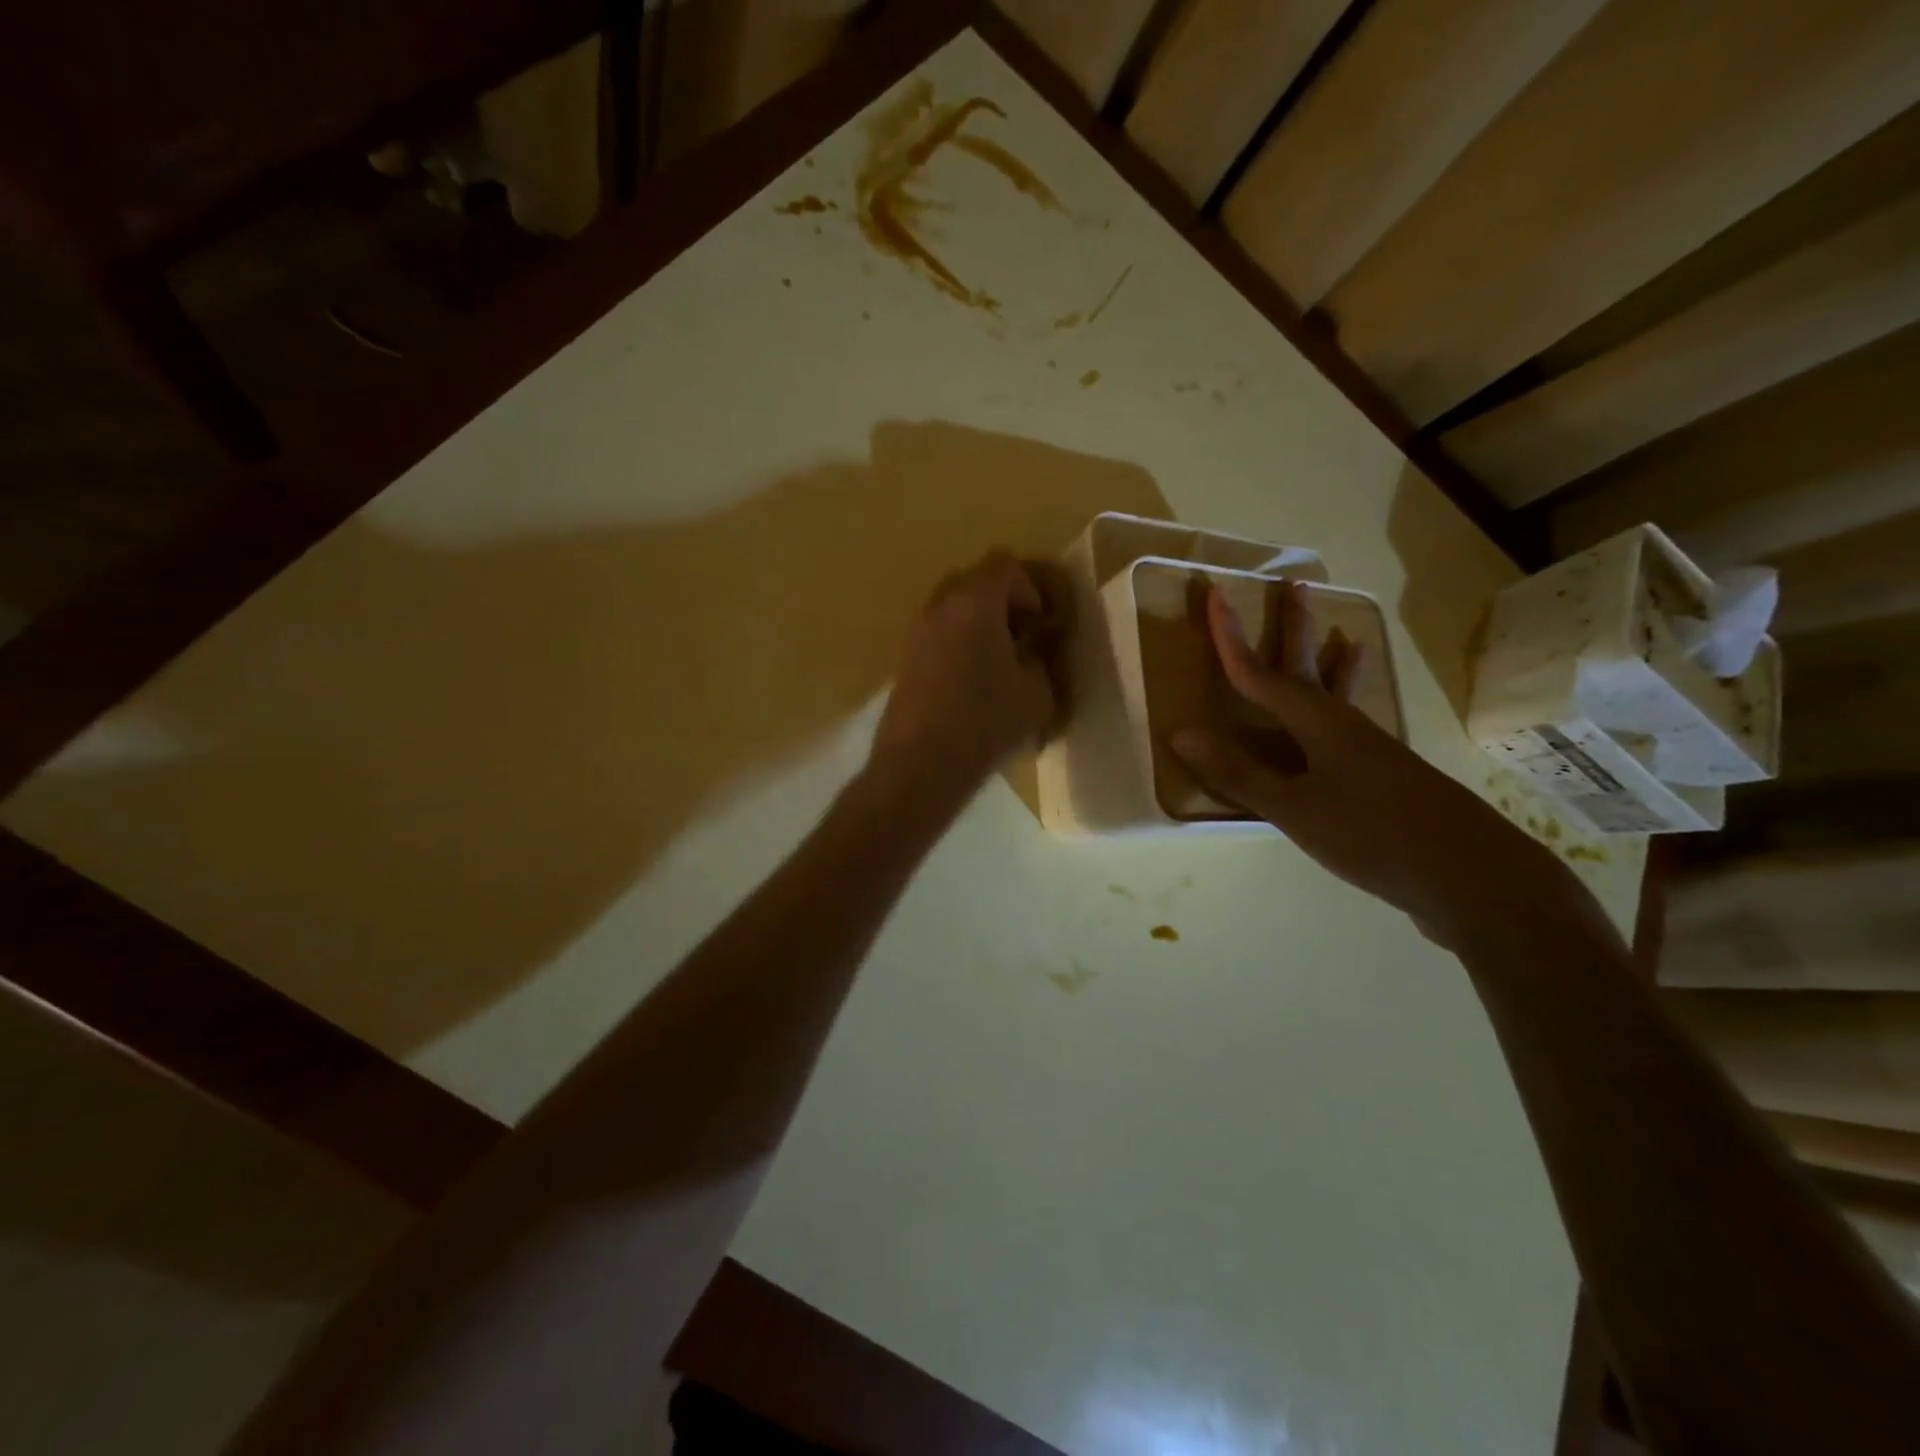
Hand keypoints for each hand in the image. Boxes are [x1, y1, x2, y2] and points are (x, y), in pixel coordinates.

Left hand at [868, 550, 1070, 811]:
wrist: (920, 764)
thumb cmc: (986, 722)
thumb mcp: (1038, 693)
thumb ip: (1042, 660)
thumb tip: (1034, 651)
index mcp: (975, 602)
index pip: (1005, 564)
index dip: (1031, 589)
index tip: (1042, 626)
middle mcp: (940, 606)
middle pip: (975, 581)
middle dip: (1004, 602)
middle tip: (1022, 639)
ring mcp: (916, 632)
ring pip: (953, 609)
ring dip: (979, 624)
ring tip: (998, 665)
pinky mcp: (904, 660)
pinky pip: (937, 635)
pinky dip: (958, 644)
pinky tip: (972, 685)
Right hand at [1171, 582, 1574, 948]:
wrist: (1471, 877)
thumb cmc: (1373, 836)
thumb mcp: (1296, 808)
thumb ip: (1240, 773)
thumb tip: (1181, 733)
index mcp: (1319, 725)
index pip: (1261, 674)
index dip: (1231, 639)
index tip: (1215, 596)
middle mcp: (1346, 727)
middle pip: (1310, 668)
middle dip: (1296, 628)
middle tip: (1297, 585)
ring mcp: (1371, 751)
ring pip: (1339, 695)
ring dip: (1332, 664)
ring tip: (1346, 637)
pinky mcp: (1385, 777)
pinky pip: (1353, 727)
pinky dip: (1349, 709)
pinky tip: (1351, 722)